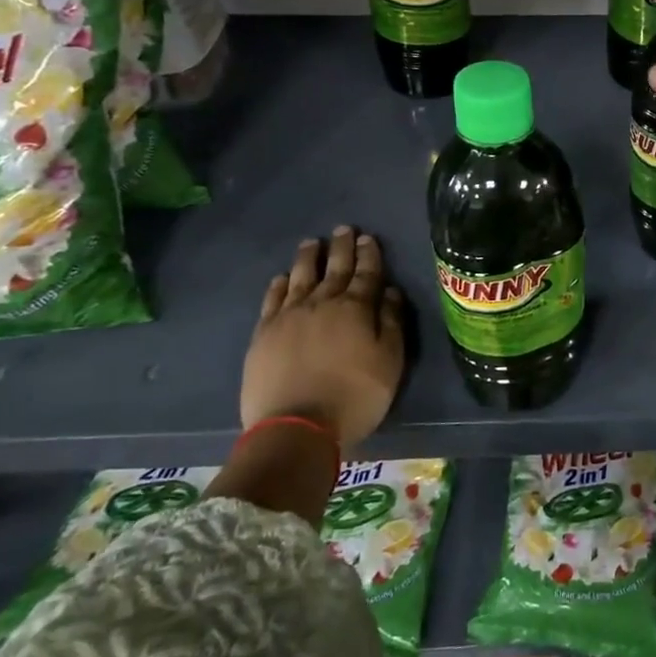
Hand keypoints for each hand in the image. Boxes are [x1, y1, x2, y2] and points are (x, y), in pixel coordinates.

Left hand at [240, 228, 405, 449]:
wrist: (296, 427)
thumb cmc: (355, 396)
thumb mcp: (390, 362)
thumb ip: (392, 323)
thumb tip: (390, 291)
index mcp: (356, 309)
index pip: (366, 273)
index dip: (369, 254)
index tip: (368, 237)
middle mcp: (322, 303)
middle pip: (334, 269)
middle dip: (341, 247)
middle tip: (344, 228)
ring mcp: (289, 317)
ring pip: (301, 277)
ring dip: (309, 258)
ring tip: (312, 242)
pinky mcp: (264, 334)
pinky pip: (272, 299)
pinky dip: (280, 284)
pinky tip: (283, 278)